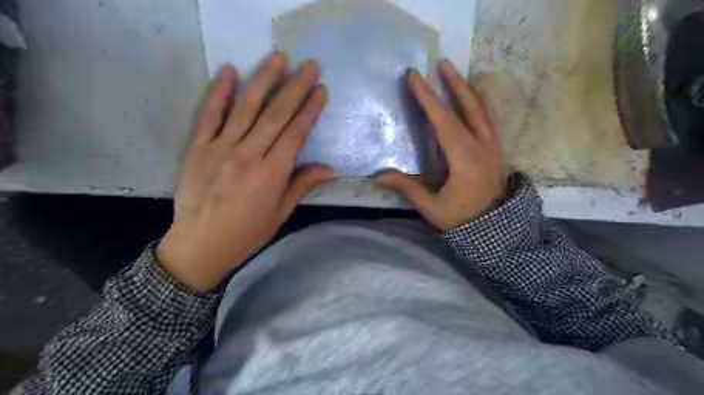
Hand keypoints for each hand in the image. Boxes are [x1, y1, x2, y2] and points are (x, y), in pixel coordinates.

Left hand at [158, 52, 334, 290]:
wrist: (200, 245)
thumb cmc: (247, 233)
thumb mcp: (280, 213)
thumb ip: (302, 185)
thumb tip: (330, 169)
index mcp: (271, 174)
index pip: (295, 134)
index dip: (310, 110)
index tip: (320, 89)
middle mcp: (248, 155)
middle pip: (275, 114)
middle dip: (295, 87)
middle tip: (309, 65)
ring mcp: (220, 148)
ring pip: (246, 108)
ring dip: (264, 80)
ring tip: (279, 58)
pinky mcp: (198, 148)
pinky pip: (210, 115)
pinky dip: (220, 93)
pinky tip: (230, 71)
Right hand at [379, 58, 505, 230]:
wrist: (496, 229)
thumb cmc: (461, 219)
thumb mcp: (432, 207)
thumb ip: (407, 188)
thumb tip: (378, 176)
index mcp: (464, 161)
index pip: (444, 122)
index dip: (428, 99)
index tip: (416, 78)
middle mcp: (482, 147)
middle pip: (466, 108)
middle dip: (451, 84)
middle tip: (440, 63)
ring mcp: (493, 146)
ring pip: (482, 110)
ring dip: (467, 89)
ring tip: (456, 72)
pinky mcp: (498, 149)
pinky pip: (491, 119)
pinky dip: (483, 103)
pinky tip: (477, 94)